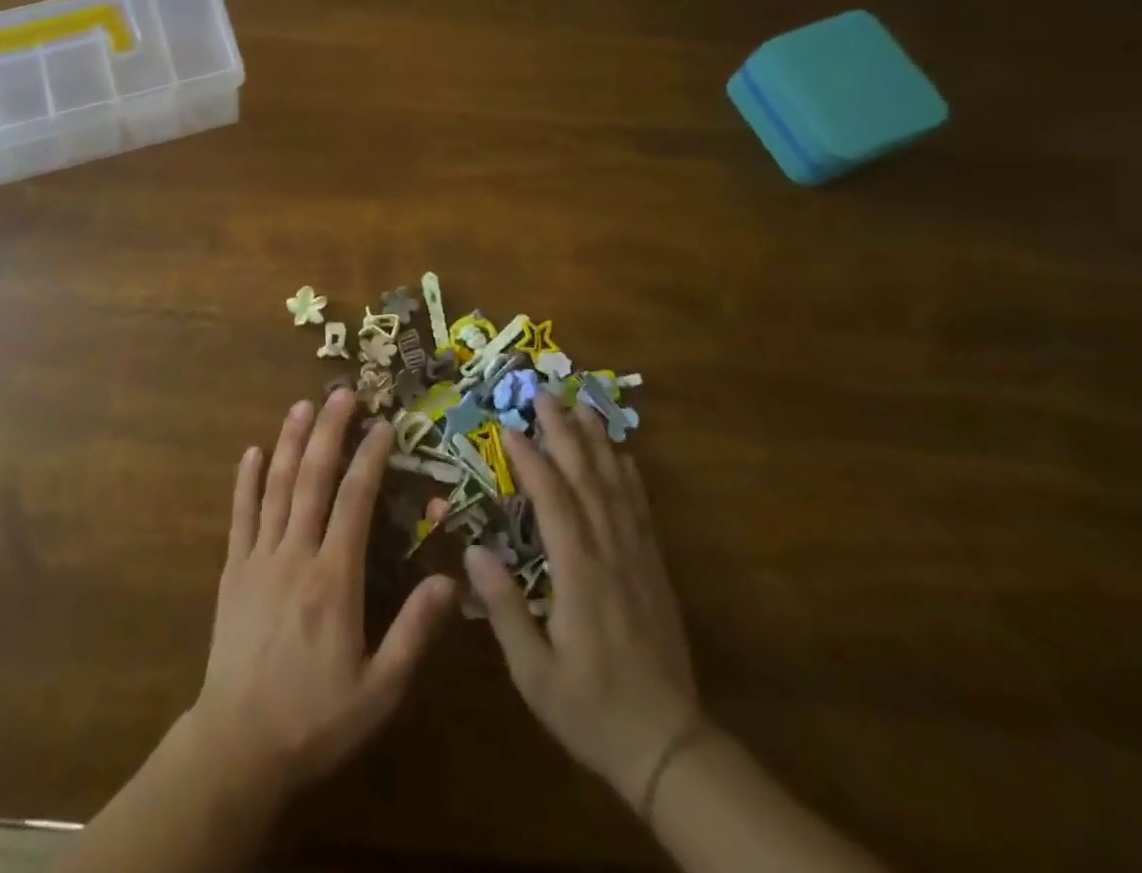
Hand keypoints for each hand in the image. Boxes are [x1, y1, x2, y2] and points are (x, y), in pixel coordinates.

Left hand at [187, 389, 458, 799]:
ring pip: (277, 486)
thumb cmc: (315, 719)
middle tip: (342, 392)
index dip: (370, 457)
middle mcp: (296, 554)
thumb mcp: (379, 690)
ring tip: (302, 405)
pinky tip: (252, 452)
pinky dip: (246, 481)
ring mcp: (259, 558)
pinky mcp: (232, 571)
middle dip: (329, 431)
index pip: (355, 500)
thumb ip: (414, 633)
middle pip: (314, 478)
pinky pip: (240, 515)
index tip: (383, 425)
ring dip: (291, 442)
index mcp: (335, 578)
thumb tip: (451, 580)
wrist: (238, 747)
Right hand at [466, 400, 699, 809]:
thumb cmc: (591, 709)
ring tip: (582, 406)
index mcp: (580, 574)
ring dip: (598, 442)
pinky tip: (622, 456)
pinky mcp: (653, 570)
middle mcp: (611, 554)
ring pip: (616, 487)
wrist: (669, 747)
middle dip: (565, 432)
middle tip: (544, 394)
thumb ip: (504, 608)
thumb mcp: (534, 672)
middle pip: (587, 479)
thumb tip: (472, 550)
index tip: (510, 427)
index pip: (553, 501)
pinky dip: (630, 476)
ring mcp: (637, 559)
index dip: (531, 460)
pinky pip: (640, 510)